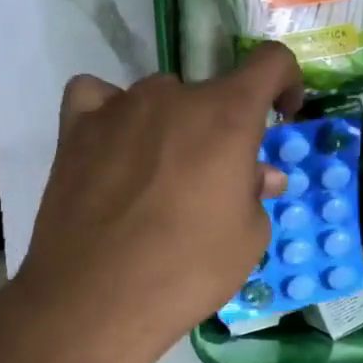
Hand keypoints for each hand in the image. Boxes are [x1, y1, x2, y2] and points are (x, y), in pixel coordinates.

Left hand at [15, 42, 304, 362]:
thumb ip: (256, 191)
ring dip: (171, 125)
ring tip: (159, 176)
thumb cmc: (188, 270)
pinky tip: (112, 143)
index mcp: (228, 114)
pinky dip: (109, 111)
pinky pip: (96, 96)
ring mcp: (120, 107)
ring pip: (159, 98)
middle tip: (215, 180)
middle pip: (210, 93)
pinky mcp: (77, 128)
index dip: (285, 81)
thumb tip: (258, 174)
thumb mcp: (248, 238)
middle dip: (222, 129)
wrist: (96, 301)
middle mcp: (174, 96)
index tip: (282, 114)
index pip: (270, 62)